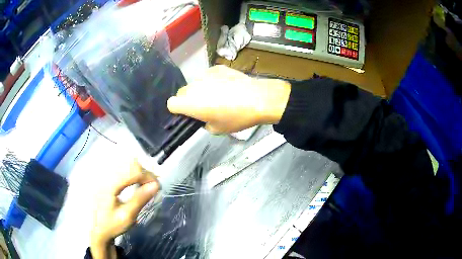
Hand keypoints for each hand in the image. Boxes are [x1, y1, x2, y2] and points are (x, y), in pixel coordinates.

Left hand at [90, 161, 158, 258]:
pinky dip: (132, 173)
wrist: (97, 230)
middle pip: (129, 164)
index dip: (148, 176)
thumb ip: (140, 199)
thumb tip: (156, 185)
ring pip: (125, 164)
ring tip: (146, 184)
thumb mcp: (127, 216)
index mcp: (110, 185)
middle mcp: (106, 176)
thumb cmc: (112, 225)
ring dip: (139, 172)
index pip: (133, 171)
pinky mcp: (105, 179)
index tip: (158, 186)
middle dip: (144, 173)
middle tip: (153, 186)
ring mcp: (104, 177)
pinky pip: (121, 169)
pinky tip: (135, 183)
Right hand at [167, 65, 290, 133]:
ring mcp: (205, 74)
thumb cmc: (236, 117)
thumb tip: (204, 117)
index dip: (178, 109)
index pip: (171, 103)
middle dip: (188, 100)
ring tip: (220, 95)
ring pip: (196, 83)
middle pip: (182, 92)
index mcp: (189, 103)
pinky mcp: (217, 67)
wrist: (258, 99)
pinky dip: (213, 81)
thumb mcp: (217, 129)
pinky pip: (209, 76)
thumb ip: (203, 123)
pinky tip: (227, 86)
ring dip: (201, 89)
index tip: (188, 113)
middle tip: (204, 106)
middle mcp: (193, 86)